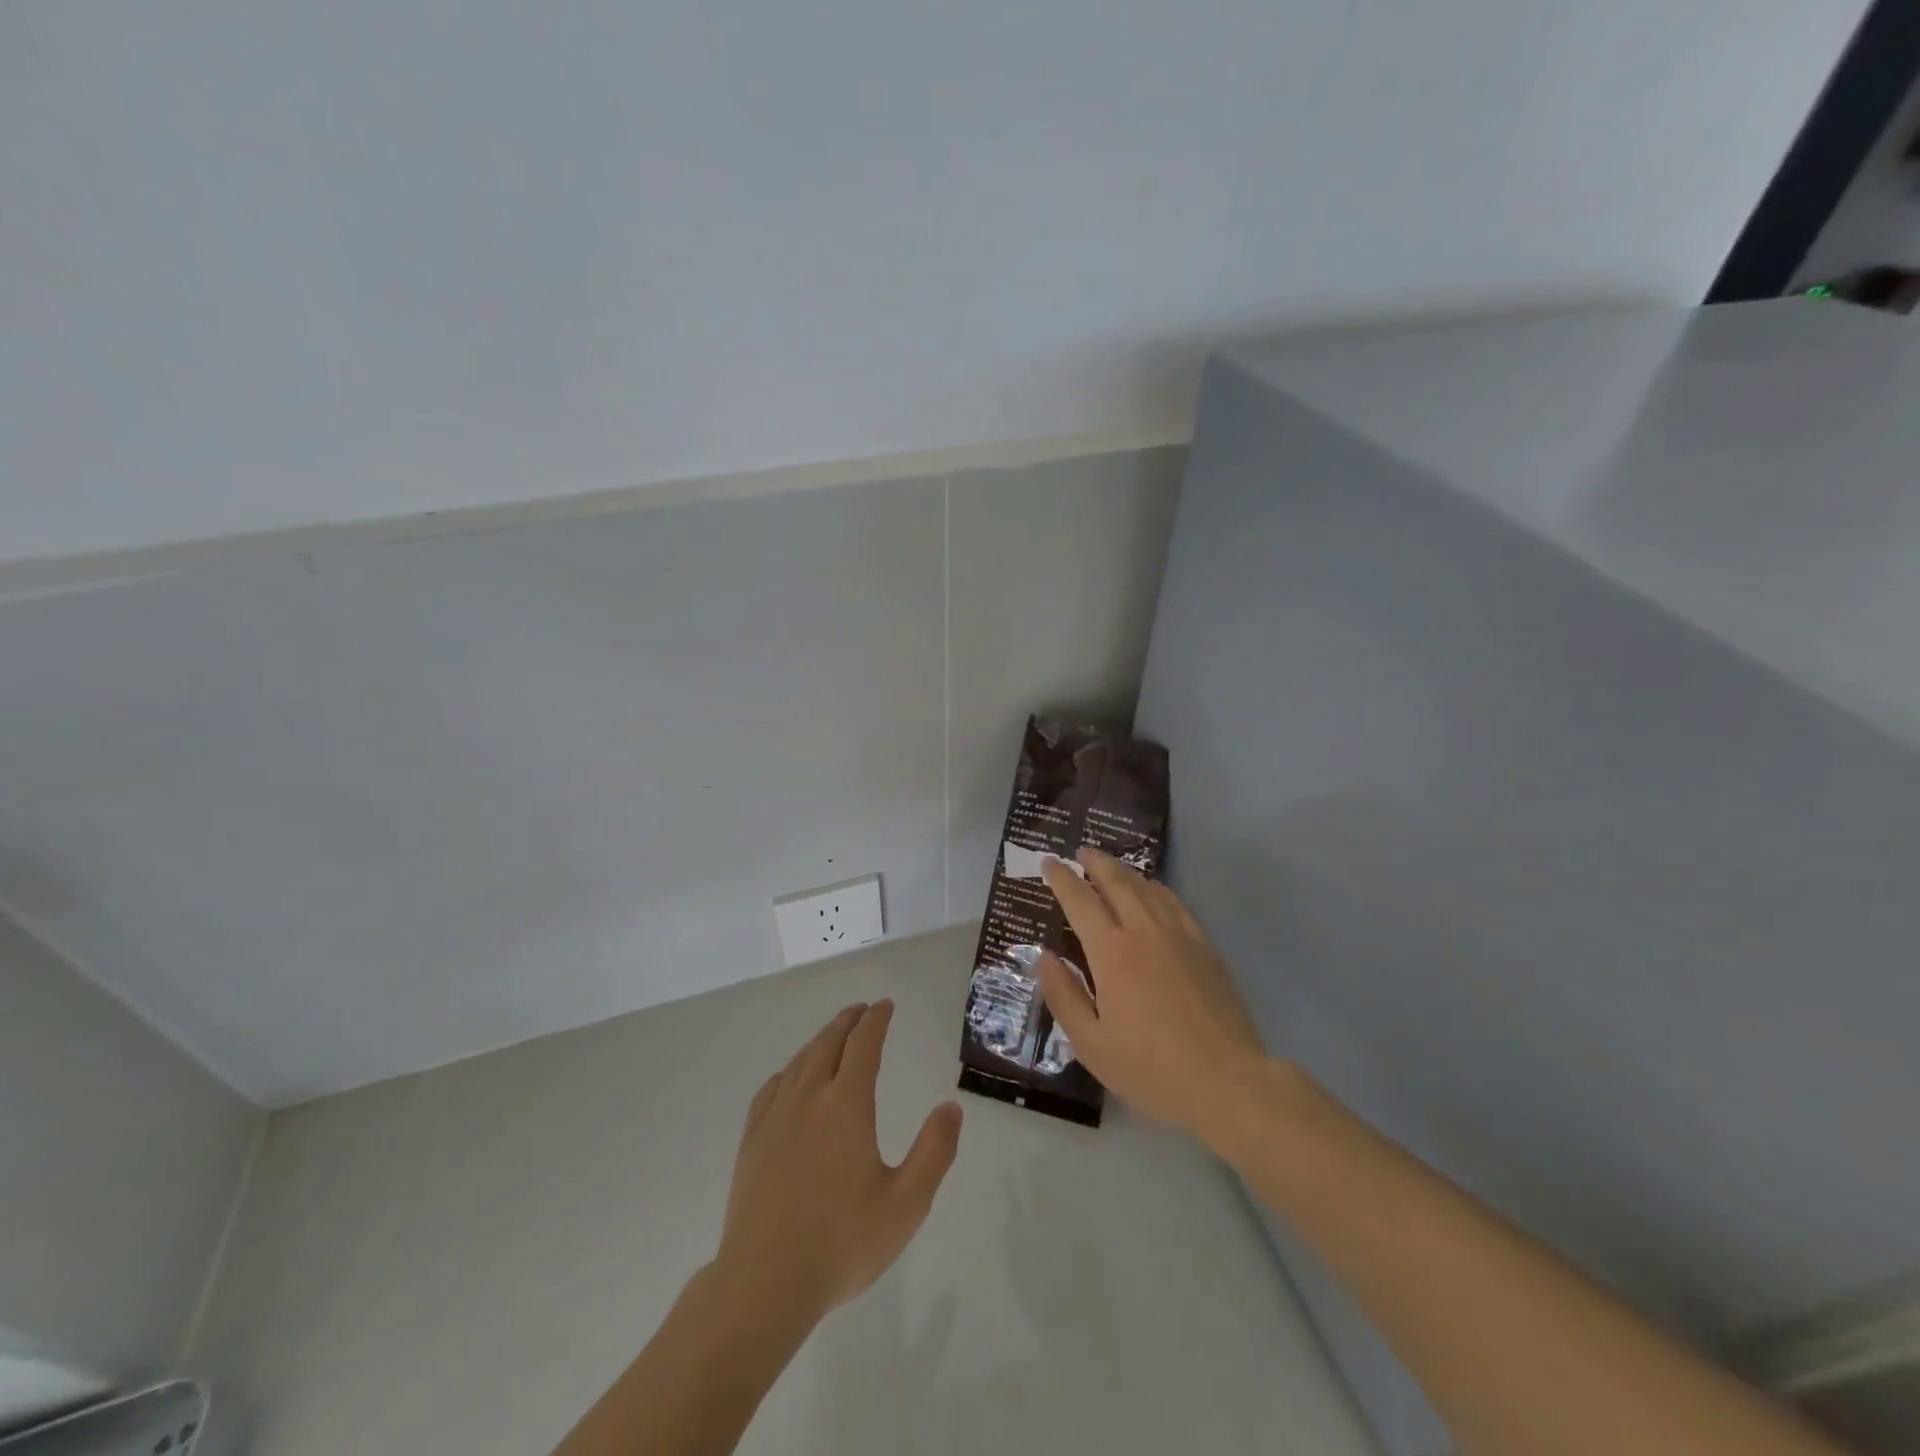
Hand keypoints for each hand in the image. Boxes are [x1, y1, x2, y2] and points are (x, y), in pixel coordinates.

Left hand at [714, 1001, 962, 1325]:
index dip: (876, 1020)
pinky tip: (791, 1079)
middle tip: (862, 1010)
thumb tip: (951, 1108)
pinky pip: (772, 1088)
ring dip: (820, 1040)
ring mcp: (775, 1117)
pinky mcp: (752, 1140)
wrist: (764, 1283)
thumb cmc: (842, 1243)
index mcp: (846, 1105)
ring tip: (834, 1036)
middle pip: (828, 1043)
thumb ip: (934, 1152)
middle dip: (848, 1021)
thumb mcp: (906, 1204)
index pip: (863, 1044)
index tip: (885, 1005)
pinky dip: (789, 1070)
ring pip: (800, 1061)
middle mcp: (809, 1098)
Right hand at [1040, 849, 1266, 1135]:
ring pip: (1147, 888)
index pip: (1080, 900)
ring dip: (1124, 871)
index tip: (1049, 863)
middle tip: (1080, 852)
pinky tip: (1152, 891)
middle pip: (1116, 881)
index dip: (1061, 878)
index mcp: (1111, 952)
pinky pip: (1175, 903)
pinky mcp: (1205, 946)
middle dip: (1095, 862)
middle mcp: (1143, 931)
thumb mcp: (1091, 1044)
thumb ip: (1063, 996)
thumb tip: (1044, 957)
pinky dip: (1156, 888)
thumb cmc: (1151, 1069)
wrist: (1227, 1081)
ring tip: (1110, 867)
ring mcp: (1178, 935)